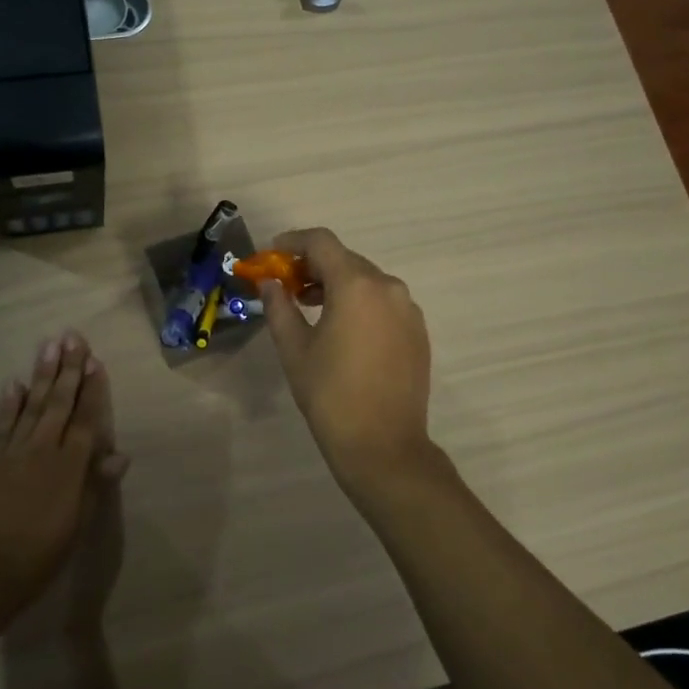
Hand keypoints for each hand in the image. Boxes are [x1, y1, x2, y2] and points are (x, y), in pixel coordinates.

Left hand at [0, 331, 128, 616]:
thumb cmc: (38, 556)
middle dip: (68, 369)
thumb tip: (120, 454)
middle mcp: (42, 449)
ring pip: (32, 404)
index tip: (96, 361)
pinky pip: (4, 423)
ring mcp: (13, 451)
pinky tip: (15, 382)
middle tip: (73, 337)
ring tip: (49, 346)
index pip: (86, 419)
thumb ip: (95, 486)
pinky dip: (10, 402)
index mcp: (70, 467)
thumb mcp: (77, 526)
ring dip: (42, 374)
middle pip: (59, 402)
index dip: (93, 390)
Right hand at [261, 228, 436, 490]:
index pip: (321, 242)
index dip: (292, 241)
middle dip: (312, 266)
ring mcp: (408, 309)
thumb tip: (270, 283)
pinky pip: (383, 302)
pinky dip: (359, 302)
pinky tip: (342, 328)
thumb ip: (279, 307)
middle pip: (345, 259)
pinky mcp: (418, 331)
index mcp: (356, 285)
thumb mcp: (294, 349)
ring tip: (309, 307)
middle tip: (286, 285)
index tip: (271, 255)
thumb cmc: (331, 395)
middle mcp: (388, 287)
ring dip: (336, 284)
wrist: (384, 447)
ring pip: (366, 280)